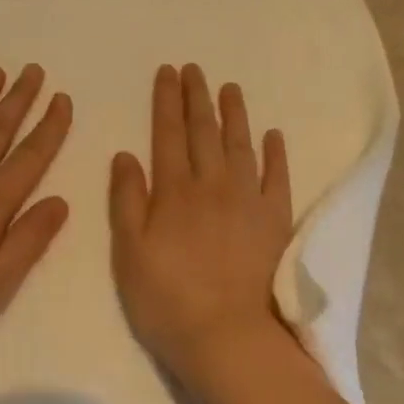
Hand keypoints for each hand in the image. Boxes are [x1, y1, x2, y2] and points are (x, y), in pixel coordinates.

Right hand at [110, 64, 293, 379]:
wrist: (228, 335)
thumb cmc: (167, 300)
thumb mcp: (129, 254)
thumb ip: (127, 201)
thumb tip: (125, 154)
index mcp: (174, 192)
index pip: (167, 135)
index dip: (166, 102)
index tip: (168, 73)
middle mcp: (213, 185)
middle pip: (204, 132)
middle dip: (197, 98)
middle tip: (195, 69)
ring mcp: (249, 200)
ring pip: (241, 145)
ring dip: (235, 115)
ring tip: (230, 88)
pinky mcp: (277, 219)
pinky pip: (278, 177)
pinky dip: (275, 154)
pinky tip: (273, 136)